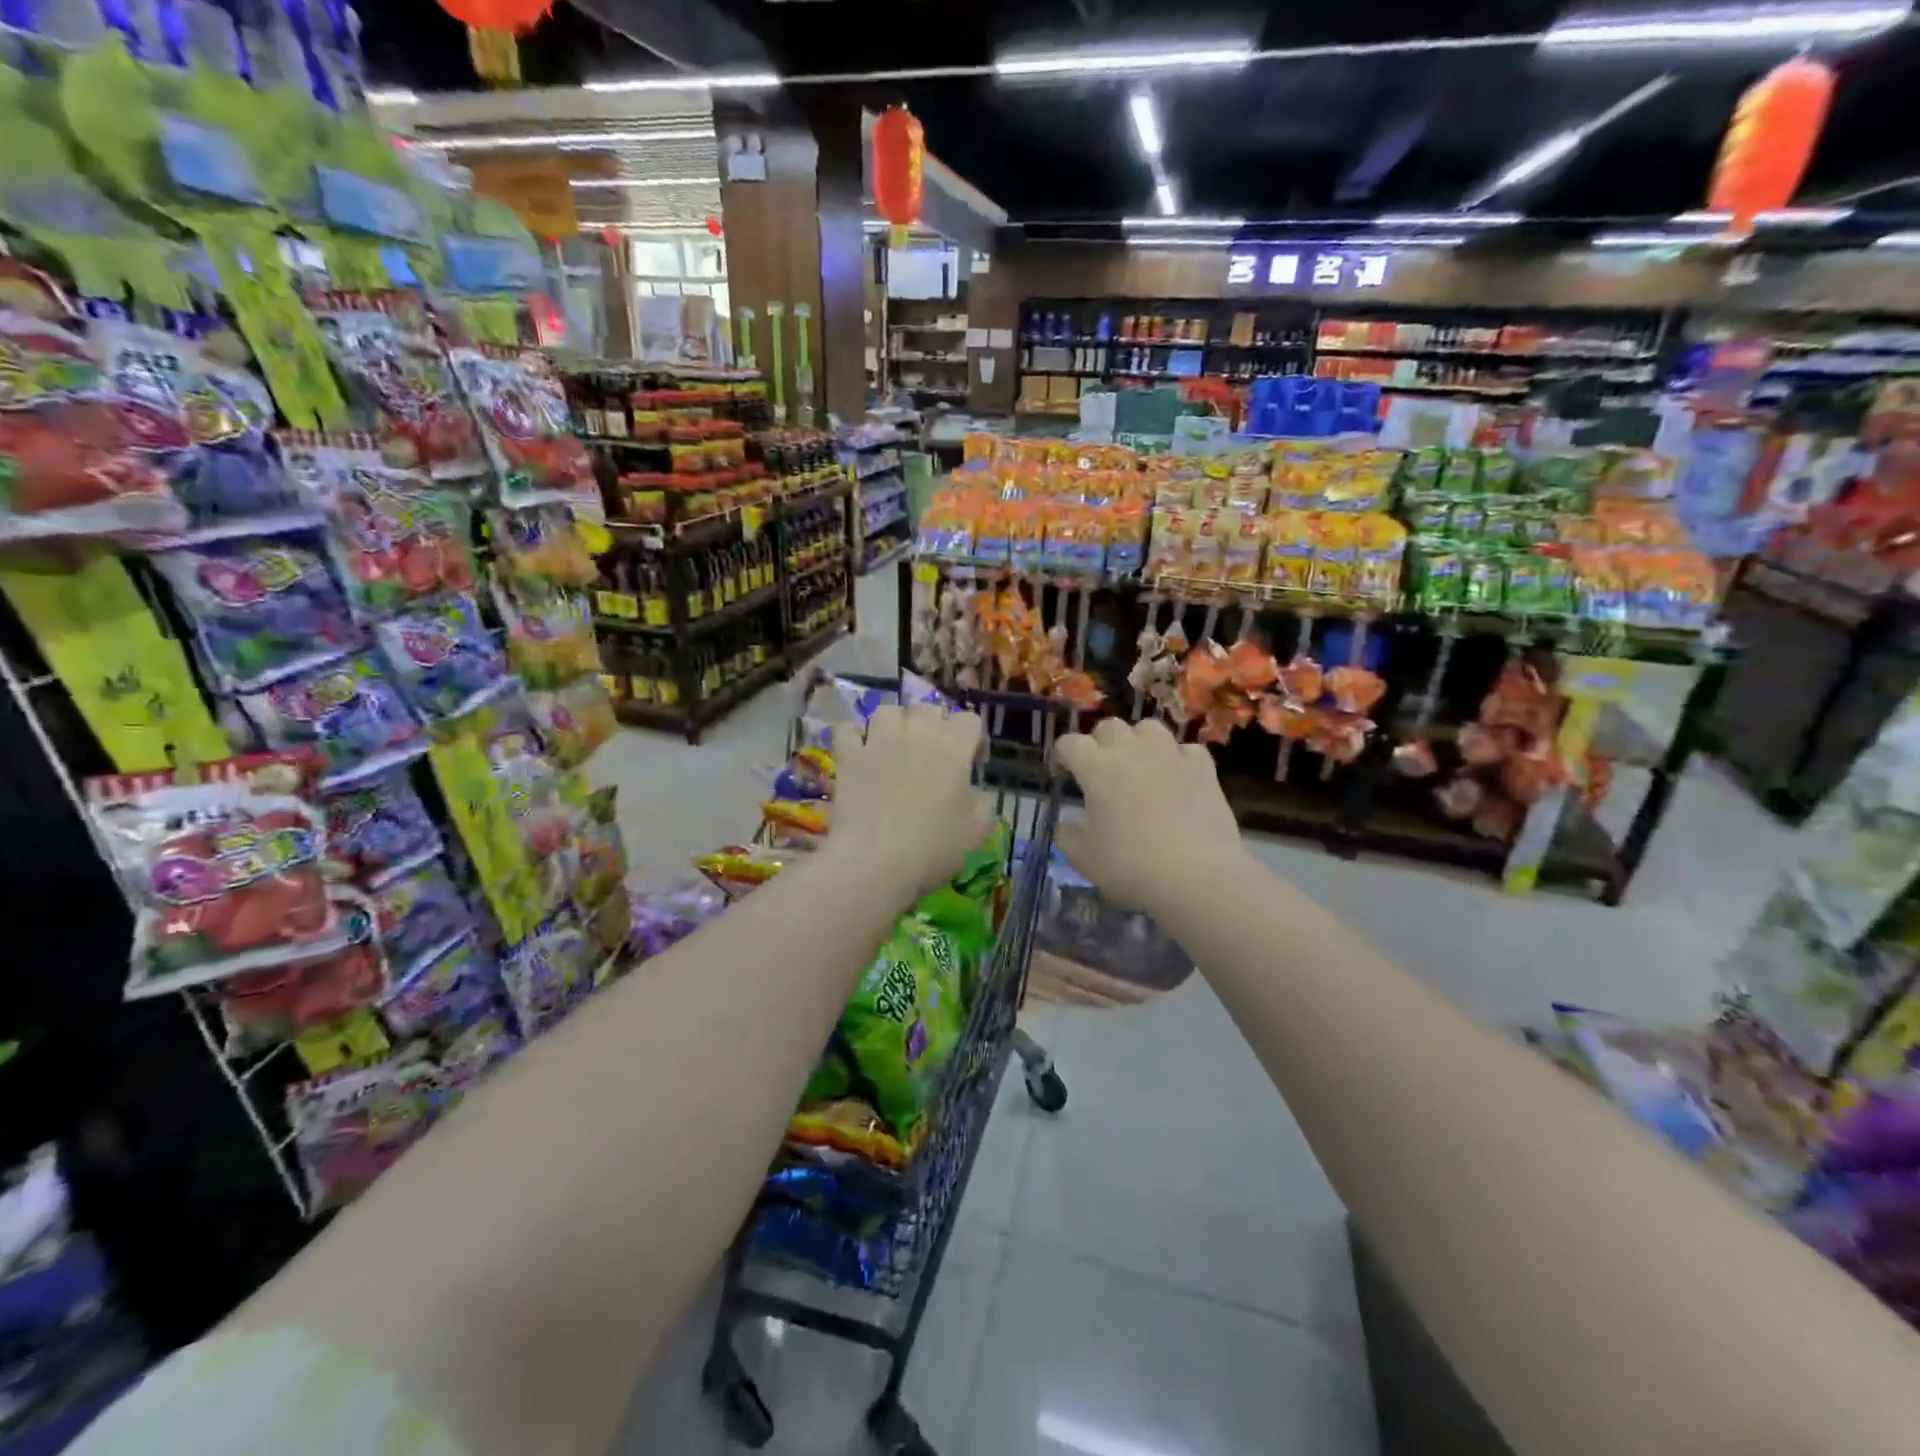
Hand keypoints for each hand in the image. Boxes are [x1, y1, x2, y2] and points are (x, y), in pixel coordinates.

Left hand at [832, 704, 993, 899]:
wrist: (875, 861)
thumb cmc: (933, 847)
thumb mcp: (977, 829)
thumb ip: (981, 801)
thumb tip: (971, 791)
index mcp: (953, 747)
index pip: (970, 721)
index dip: (975, 740)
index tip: (973, 764)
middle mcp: (916, 734)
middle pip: (928, 708)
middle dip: (935, 725)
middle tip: (934, 754)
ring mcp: (878, 741)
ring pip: (888, 711)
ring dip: (895, 724)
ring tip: (896, 746)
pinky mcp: (848, 756)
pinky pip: (847, 730)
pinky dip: (853, 736)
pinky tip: (858, 750)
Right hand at [1054, 718, 1245, 910]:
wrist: (1195, 875)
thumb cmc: (1130, 866)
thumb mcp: (1083, 859)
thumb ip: (1066, 836)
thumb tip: (1064, 824)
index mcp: (1096, 768)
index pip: (1070, 743)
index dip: (1063, 755)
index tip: (1064, 771)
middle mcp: (1131, 750)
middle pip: (1109, 727)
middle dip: (1100, 743)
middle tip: (1102, 770)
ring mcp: (1170, 754)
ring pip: (1148, 728)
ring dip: (1139, 742)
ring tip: (1141, 766)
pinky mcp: (1203, 767)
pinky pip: (1185, 750)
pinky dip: (1178, 760)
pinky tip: (1178, 779)